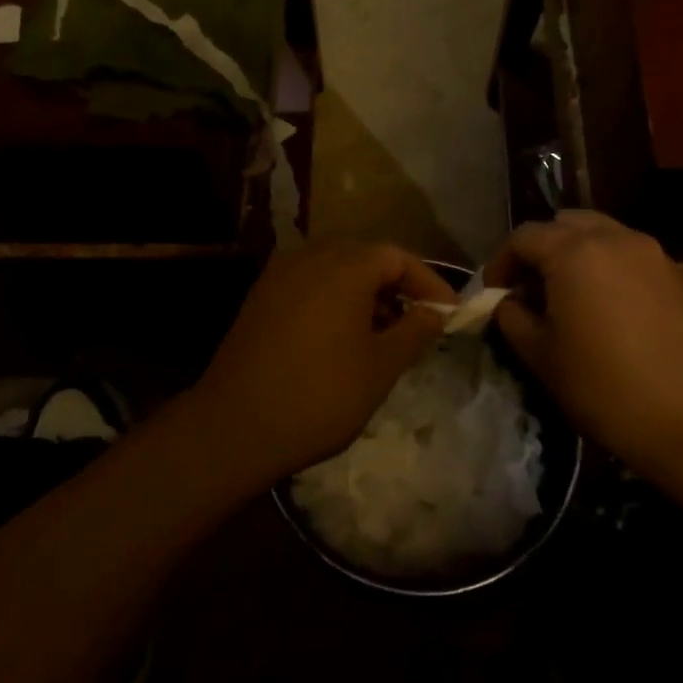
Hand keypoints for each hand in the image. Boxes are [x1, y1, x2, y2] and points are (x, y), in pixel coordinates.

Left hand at [187, 242, 454, 487]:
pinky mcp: (260, 297)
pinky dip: (334, 299)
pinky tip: (340, 336)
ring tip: (382, 333)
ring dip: (364, 292)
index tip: (448, 314)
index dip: (429, 283)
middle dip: (396, 285)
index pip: (398, 257)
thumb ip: (415, 331)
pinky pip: (309, 283)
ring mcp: (279, 274)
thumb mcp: (381, 367)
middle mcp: (310, 256)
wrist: (234, 425)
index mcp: (344, 265)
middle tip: (417, 322)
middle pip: (365, 256)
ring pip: (335, 269)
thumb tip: (435, 312)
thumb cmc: (320, 395)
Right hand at [486, 211, 682, 481]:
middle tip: (530, 290)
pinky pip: (631, 257)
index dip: (501, 263)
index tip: (493, 295)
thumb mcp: (544, 358)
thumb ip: (514, 319)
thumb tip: (508, 303)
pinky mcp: (679, 277)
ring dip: (576, 256)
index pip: (524, 236)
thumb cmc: (610, 389)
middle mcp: (616, 238)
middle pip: (565, 224)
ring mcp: (654, 254)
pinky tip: (609, 313)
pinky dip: (608, 269)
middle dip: (541, 250)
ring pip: (602, 236)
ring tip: (568, 300)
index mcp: (575, 251)